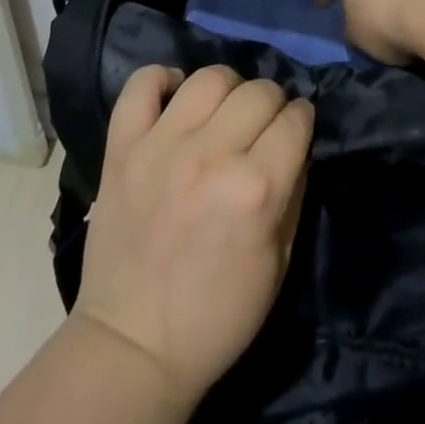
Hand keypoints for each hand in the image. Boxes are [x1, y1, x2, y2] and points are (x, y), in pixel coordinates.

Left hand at [73, 65, 312, 409]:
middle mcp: (212, 154)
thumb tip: (296, 144)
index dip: (302, 121)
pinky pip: (141, 85)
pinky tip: (174, 99)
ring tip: (221, 111)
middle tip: (262, 126)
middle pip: (258, 90)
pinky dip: (160, 81)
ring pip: (209, 78)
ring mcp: (161, 145)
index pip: (295, 119)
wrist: (134, 345)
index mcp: (256, 188)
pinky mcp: (122, 147)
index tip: (296, 130)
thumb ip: (293, 192)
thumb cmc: (218, 315)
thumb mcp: (279, 262)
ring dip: (227, 89)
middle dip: (271, 103)